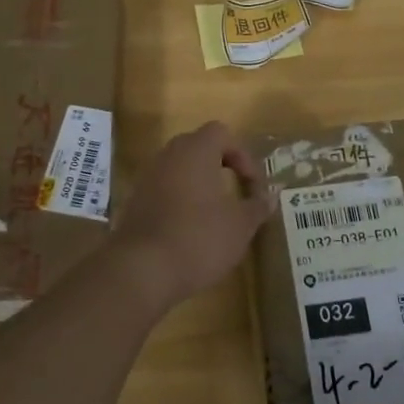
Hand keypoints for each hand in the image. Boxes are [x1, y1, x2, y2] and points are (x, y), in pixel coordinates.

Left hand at [107, 121, 275, 310]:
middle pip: (198, 148)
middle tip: (237, 193)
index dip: (243, 156)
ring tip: (215, 214)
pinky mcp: (134, 203)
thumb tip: (270, 196)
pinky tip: (190, 231)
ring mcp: (146, 179)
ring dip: (199, 185)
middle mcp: (168, 156)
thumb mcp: (240, 225)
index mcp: (195, 151)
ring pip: (179, 170)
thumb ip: (257, 206)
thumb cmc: (199, 238)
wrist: (142, 270)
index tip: (254, 186)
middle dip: (220, 167)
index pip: (222, 133)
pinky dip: (179, 202)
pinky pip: (163, 191)